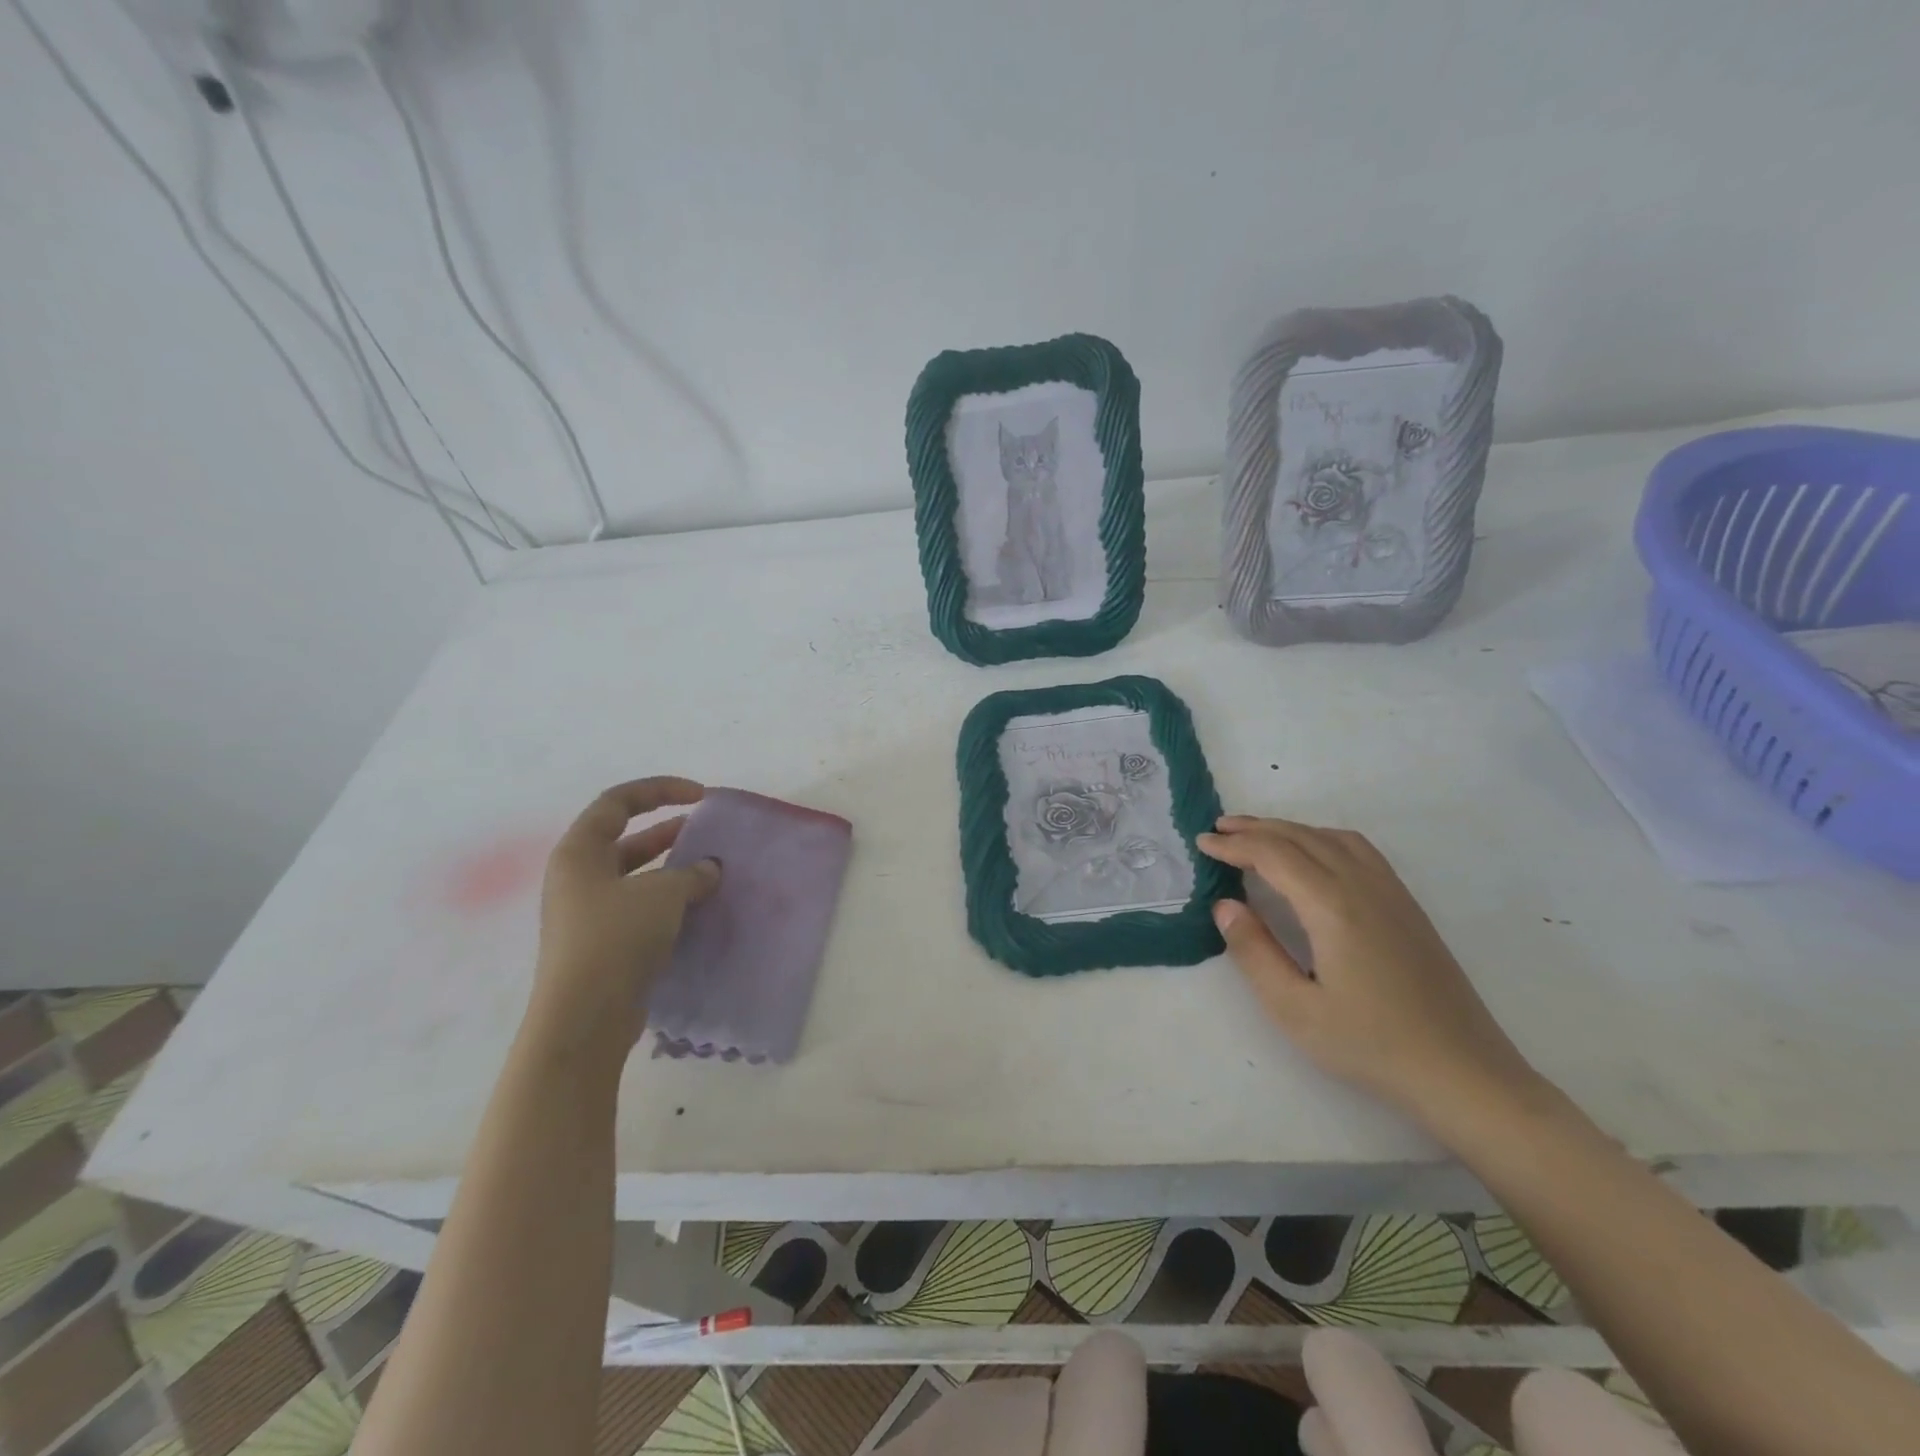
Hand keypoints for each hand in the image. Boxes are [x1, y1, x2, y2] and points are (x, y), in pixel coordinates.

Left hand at [530, 778, 720, 1052]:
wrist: (585, 1017)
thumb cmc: (615, 938)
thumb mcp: (662, 894)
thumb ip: (691, 873)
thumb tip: (709, 869)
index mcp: (579, 852)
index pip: (618, 801)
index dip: (660, 789)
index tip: (700, 796)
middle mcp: (578, 878)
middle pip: (626, 838)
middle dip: (669, 831)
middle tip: (707, 831)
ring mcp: (588, 913)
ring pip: (635, 876)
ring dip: (673, 869)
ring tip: (711, 869)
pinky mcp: (603, 944)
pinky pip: (640, 908)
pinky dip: (669, 901)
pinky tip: (699, 907)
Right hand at [1198, 816, 1541, 1125]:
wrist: (1464, 1073)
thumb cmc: (1372, 1046)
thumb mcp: (1295, 1010)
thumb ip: (1254, 952)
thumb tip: (1226, 905)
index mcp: (1332, 907)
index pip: (1273, 855)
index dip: (1234, 845)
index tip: (1202, 844)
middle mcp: (1363, 886)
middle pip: (1301, 837)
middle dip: (1256, 828)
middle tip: (1218, 830)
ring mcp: (1392, 892)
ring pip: (1332, 838)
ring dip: (1289, 829)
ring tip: (1257, 836)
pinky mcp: (1408, 906)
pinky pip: (1358, 850)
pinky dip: (1321, 837)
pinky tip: (1313, 854)